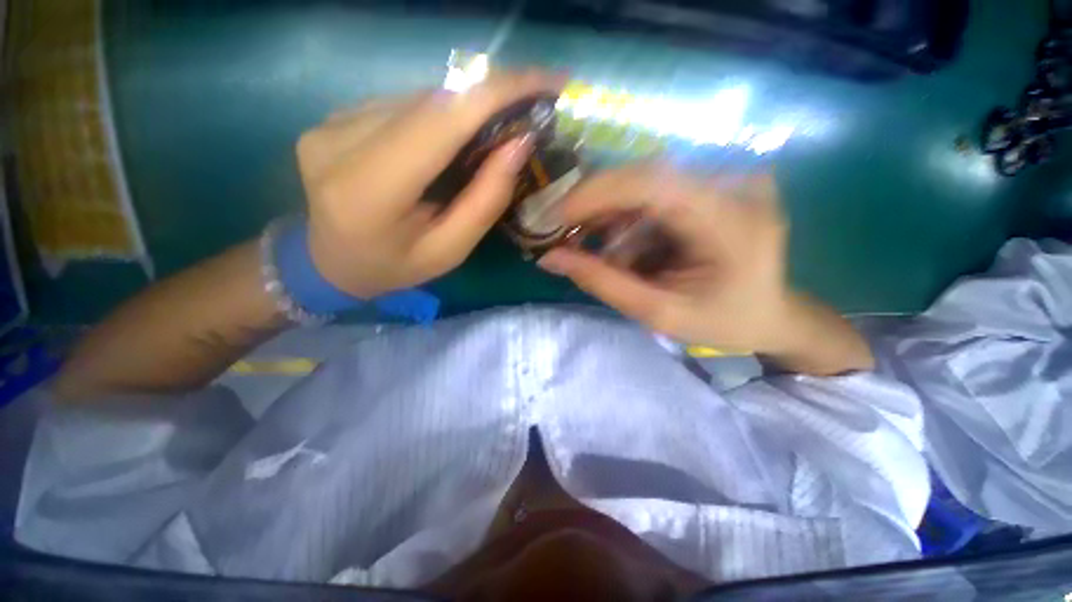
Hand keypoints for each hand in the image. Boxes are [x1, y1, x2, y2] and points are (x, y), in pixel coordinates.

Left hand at [296, 71, 564, 298]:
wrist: (330, 263)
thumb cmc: (396, 267)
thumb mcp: (450, 251)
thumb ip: (484, 202)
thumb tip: (519, 144)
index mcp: (369, 190)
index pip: (440, 122)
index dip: (495, 94)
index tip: (545, 81)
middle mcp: (340, 143)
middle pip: (431, 103)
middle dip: (490, 96)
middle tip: (532, 103)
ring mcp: (330, 123)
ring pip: (419, 98)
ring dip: (466, 106)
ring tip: (499, 123)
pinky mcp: (333, 117)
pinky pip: (401, 104)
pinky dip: (439, 114)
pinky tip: (455, 135)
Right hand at [538, 166, 791, 353]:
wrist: (770, 314)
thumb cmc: (721, 323)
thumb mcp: (658, 314)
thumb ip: (603, 283)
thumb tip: (549, 258)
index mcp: (732, 222)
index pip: (654, 184)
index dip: (596, 194)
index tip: (556, 216)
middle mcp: (734, 185)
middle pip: (644, 176)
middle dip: (596, 205)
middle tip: (565, 235)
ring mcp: (727, 179)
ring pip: (644, 184)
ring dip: (610, 215)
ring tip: (598, 251)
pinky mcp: (714, 184)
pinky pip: (656, 191)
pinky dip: (628, 217)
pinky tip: (625, 245)